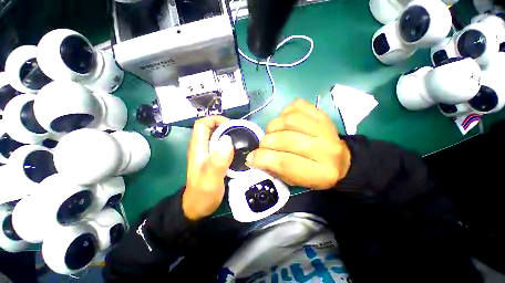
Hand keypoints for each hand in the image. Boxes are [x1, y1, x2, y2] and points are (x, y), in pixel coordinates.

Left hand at [183, 116, 234, 219]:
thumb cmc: (202, 195)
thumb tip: (227, 140)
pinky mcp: (213, 159)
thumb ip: (218, 161)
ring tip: (243, 140)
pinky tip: (239, 150)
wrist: (197, 208)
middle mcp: (202, 148)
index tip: (231, 125)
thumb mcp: (210, 180)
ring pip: (217, 137)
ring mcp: (207, 154)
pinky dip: (230, 144)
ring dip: (229, 135)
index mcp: (198, 148)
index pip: (202, 124)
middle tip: (241, 133)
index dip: (215, 119)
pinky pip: (221, 146)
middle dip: (225, 127)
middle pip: (211, 128)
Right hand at [246, 99, 350, 189]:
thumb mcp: (295, 180)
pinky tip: (284, 121)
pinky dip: (285, 112)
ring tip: (272, 132)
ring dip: (273, 126)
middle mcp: (326, 149)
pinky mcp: (322, 114)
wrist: (341, 161)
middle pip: (286, 139)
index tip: (251, 158)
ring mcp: (325, 128)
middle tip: (263, 145)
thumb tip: (253, 157)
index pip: (286, 163)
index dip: (263, 159)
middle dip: (266, 142)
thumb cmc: (314, 174)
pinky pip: (297, 106)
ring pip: (289, 120)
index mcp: (320, 173)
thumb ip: (275, 169)